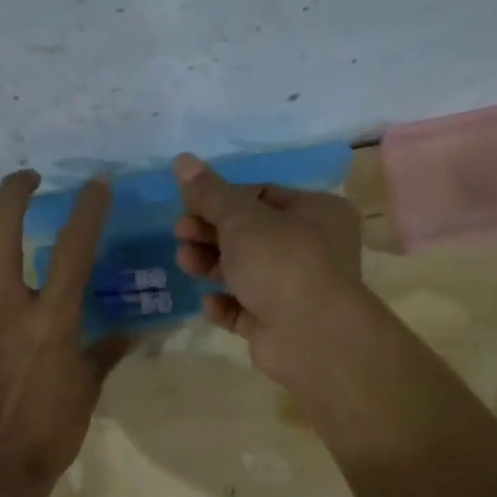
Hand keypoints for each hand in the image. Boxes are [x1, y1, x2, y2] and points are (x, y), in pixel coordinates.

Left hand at [0, 170, 126, 488]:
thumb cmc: (50, 432)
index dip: (87, 210)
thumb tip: (130, 334)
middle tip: (26, 180)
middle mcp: (6, 309)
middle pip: (1, 230)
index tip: (96, 185)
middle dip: (13, 191)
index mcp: (52, 321)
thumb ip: (106, 352)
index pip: (73, 250)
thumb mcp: (88, 389)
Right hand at [171, 153, 365, 381]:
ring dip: (212, 265)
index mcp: (316, 212)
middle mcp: (312, 248)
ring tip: (184, 262)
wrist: (312, 336)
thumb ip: (209, 193)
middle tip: (179, 233)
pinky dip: (226, 304)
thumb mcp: (241, 219)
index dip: (223, 199)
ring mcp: (297, 289)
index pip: (263, 195)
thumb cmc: (282, 262)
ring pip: (246, 271)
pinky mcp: (280, 325)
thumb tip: (182, 160)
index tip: (189, 205)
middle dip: (211, 233)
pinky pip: (246, 309)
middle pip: (251, 234)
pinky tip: (208, 303)